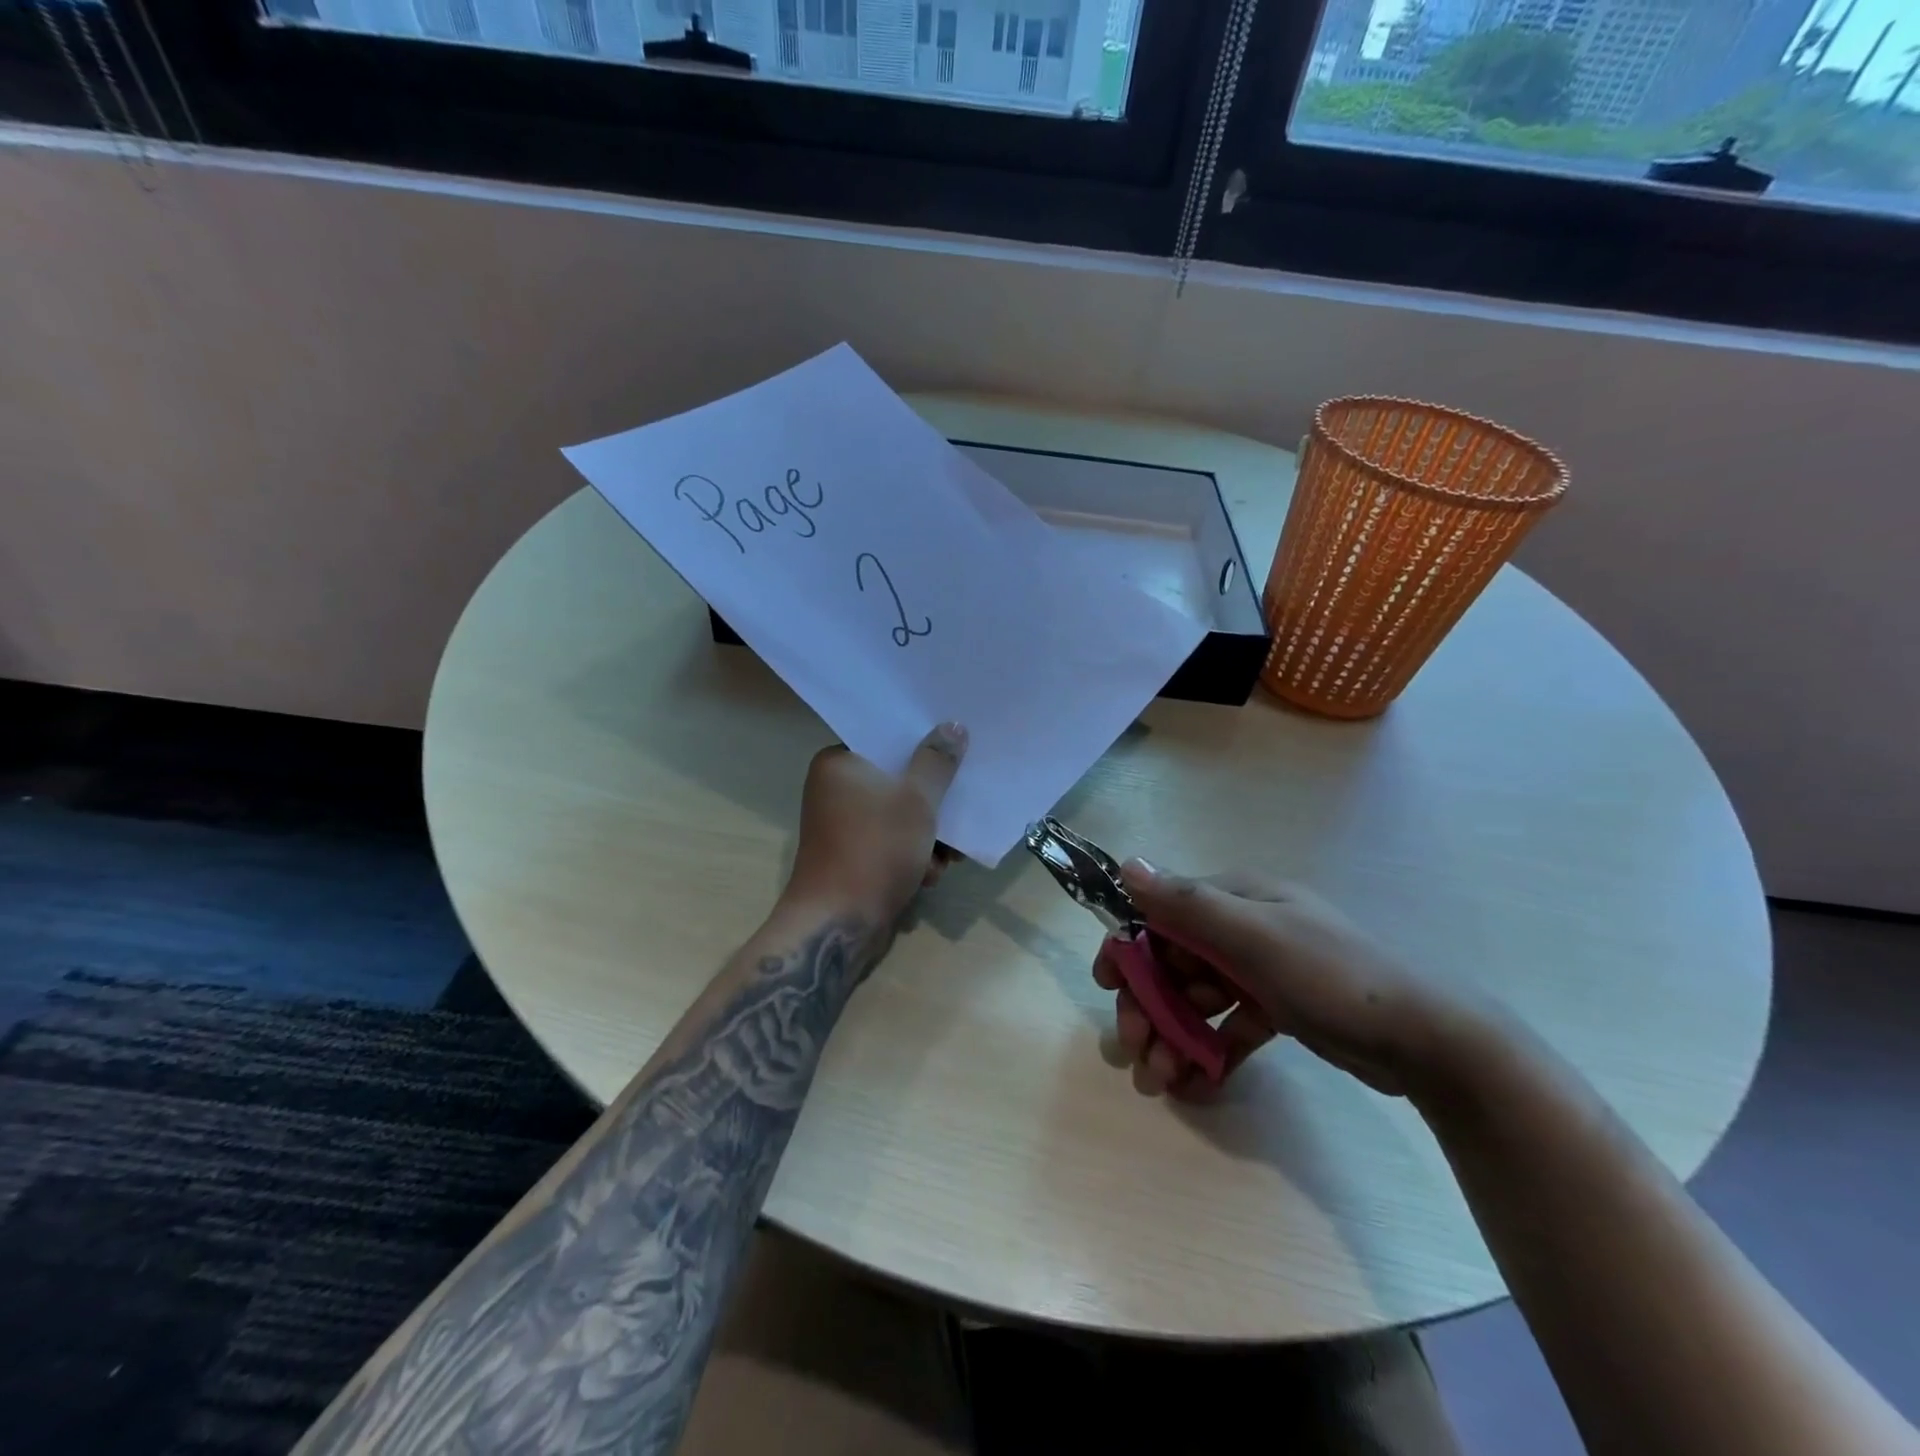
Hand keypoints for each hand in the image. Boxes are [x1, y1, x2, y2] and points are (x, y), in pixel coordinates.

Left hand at [782, 723, 967, 926]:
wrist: (838, 923)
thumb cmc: (876, 848)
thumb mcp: (916, 800)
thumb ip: (937, 762)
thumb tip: (952, 726)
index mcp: (839, 763)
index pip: (886, 739)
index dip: (923, 745)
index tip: (955, 751)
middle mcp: (835, 788)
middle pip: (897, 779)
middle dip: (932, 803)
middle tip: (960, 812)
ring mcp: (842, 824)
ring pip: (899, 814)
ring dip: (929, 836)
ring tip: (948, 857)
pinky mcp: (852, 854)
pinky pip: (890, 840)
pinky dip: (912, 855)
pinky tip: (929, 875)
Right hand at [1097, 861, 1485, 1101]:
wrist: (1427, 1041)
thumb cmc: (1333, 977)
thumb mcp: (1256, 938)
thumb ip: (1188, 904)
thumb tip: (1127, 865)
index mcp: (1237, 900)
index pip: (1163, 916)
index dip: (1130, 949)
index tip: (1105, 986)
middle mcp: (1245, 928)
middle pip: (1175, 962)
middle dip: (1150, 1006)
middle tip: (1135, 1052)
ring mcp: (1263, 969)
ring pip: (1199, 998)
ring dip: (1174, 1035)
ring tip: (1163, 1081)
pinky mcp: (1279, 1008)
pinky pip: (1229, 1025)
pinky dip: (1210, 1050)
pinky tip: (1196, 1084)